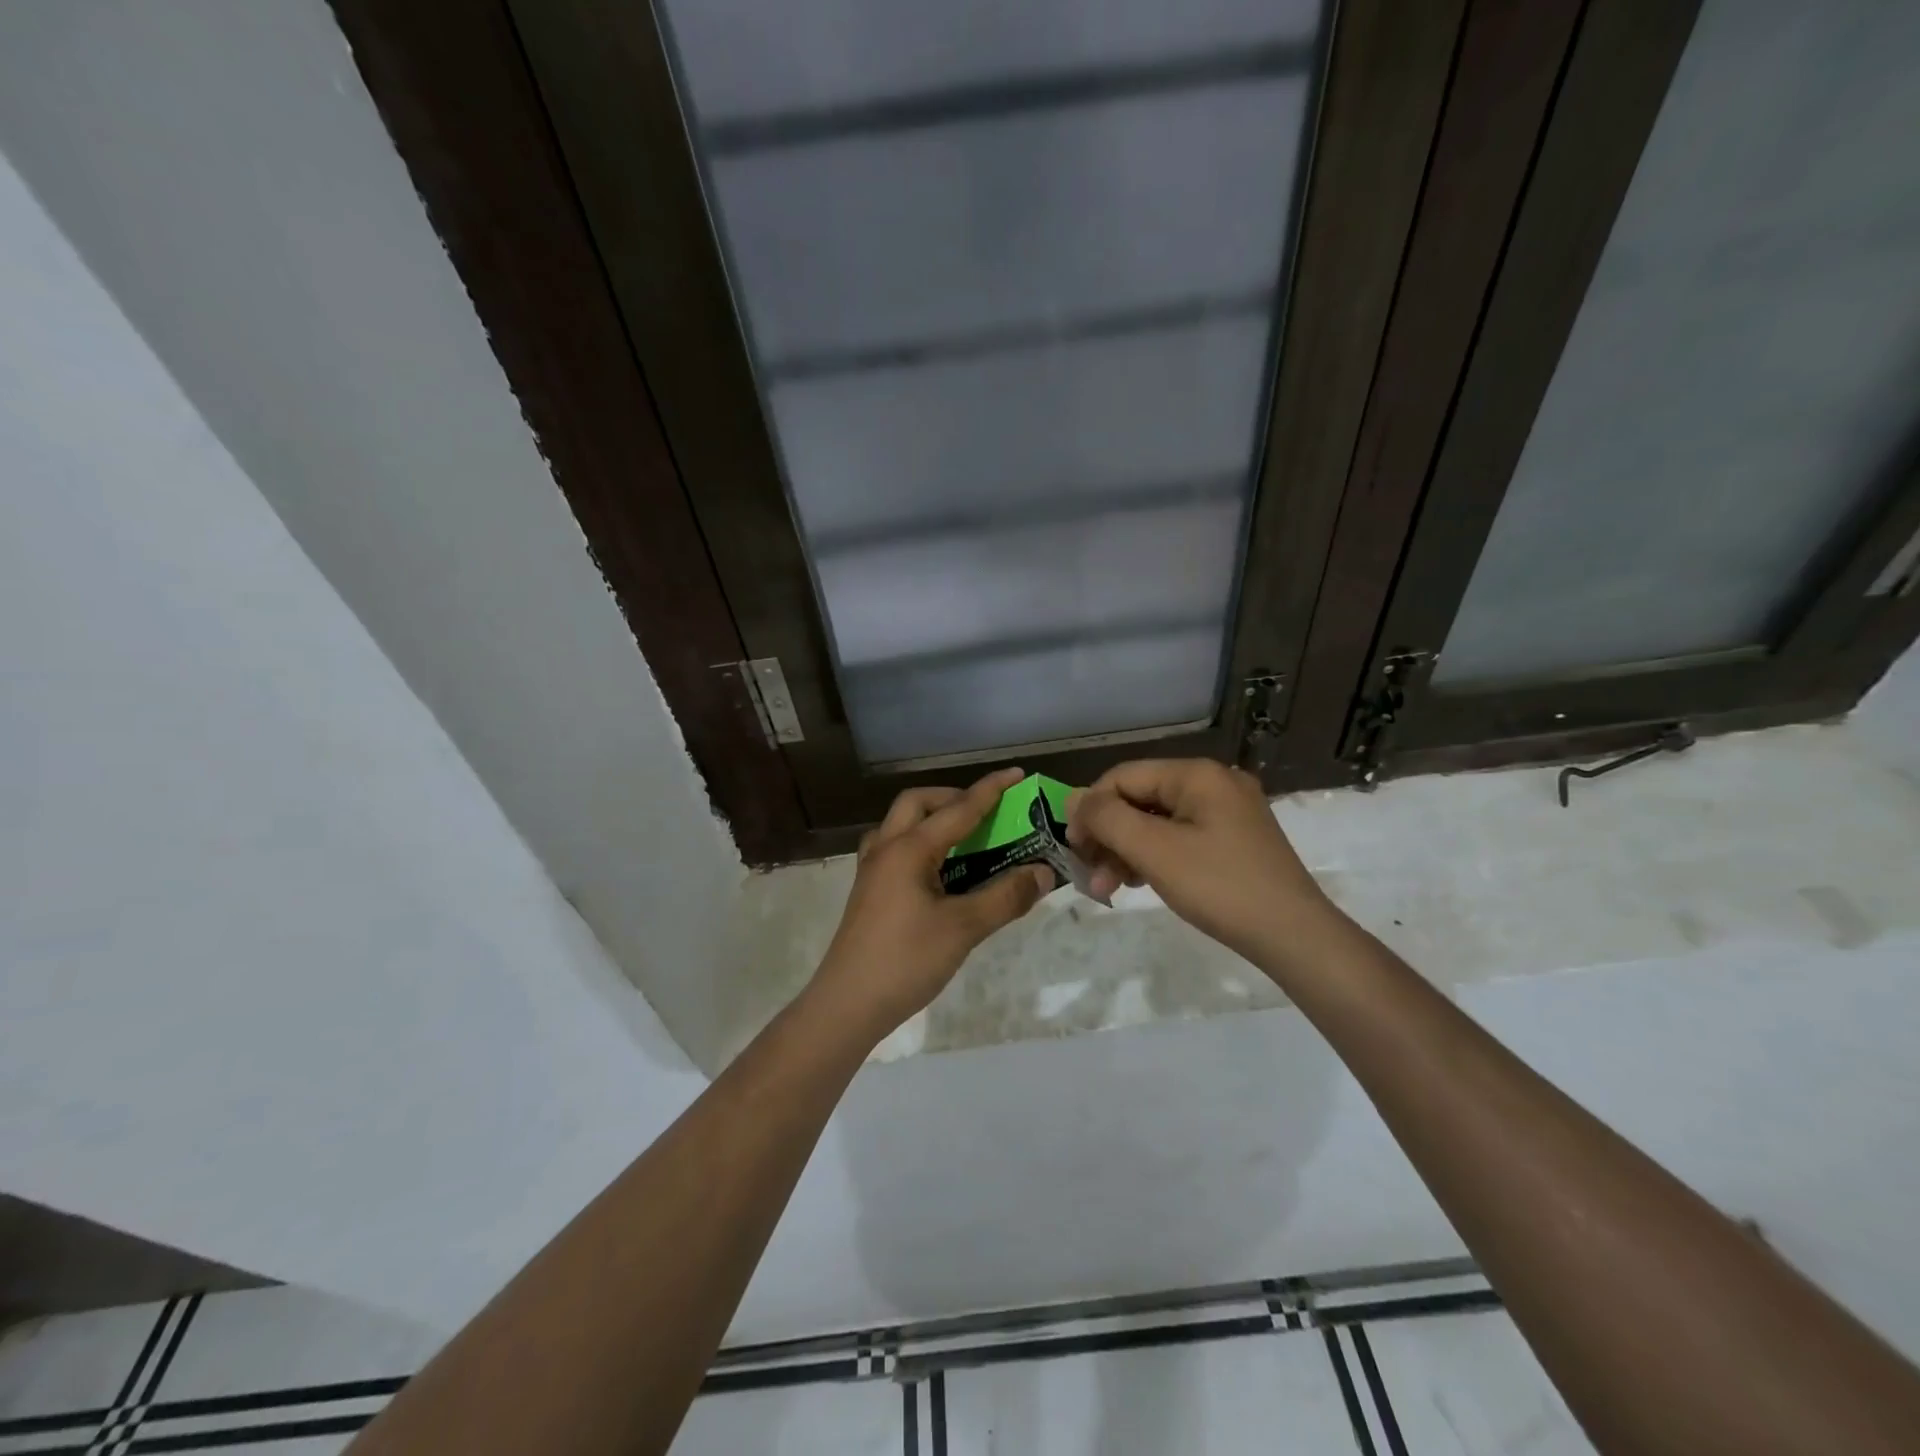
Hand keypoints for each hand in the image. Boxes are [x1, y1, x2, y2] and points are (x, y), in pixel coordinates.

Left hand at [808, 768, 1054, 1044]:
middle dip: (953, 798)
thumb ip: (1005, 897)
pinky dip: (919, 844)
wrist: (847, 1003)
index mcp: (909, 849)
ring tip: (963, 837)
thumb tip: (1042, 872)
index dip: (990, 790)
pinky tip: (936, 870)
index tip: (1017, 773)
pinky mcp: (868, 891)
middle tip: (984, 812)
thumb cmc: (906, 960)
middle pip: (917, 803)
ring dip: (932, 819)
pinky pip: (894, 848)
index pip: (958, 809)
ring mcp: (872, 870)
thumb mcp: (963, 929)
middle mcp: (886, 848)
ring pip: (900, 824)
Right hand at [1066, 759, 1330, 961]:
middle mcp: (1214, 783)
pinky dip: (1154, 856)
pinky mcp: (1234, 839)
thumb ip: (1107, 818)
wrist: (1294, 936)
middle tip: (1090, 875)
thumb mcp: (1154, 851)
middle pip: (1140, 798)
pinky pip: (1180, 836)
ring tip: (1111, 887)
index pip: (1123, 776)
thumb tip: (1074, 798)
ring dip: (1127, 850)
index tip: (1074, 848)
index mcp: (1197, 774)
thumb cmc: (1220, 887)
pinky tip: (1140, 882)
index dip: (1091, 809)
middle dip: (1109, 835)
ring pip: (1158, 820)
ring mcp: (1228, 811)